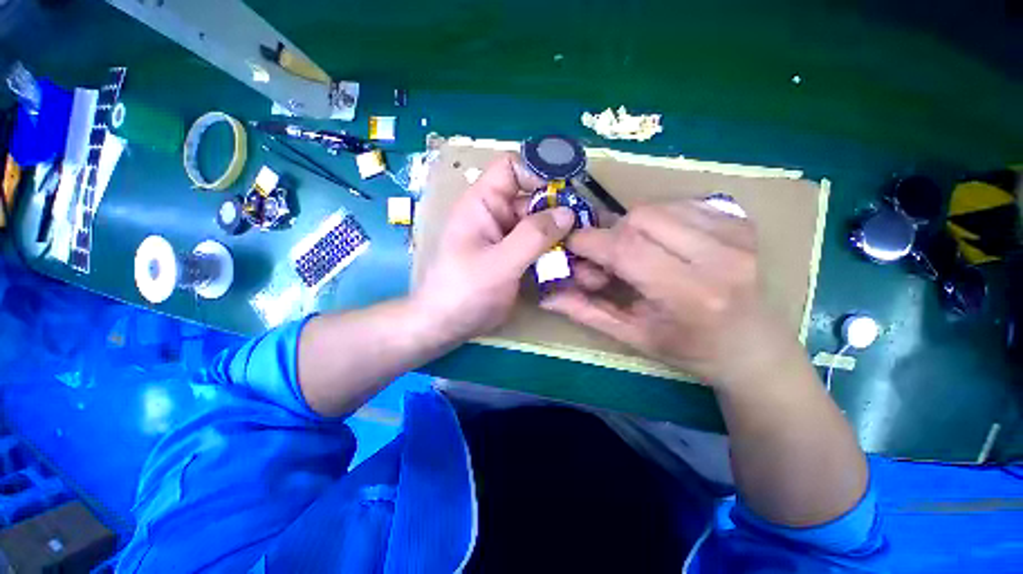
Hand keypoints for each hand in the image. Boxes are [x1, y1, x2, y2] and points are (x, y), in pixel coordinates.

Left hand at [414, 153, 575, 342]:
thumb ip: (533, 236)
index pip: (512, 168)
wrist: (447, 325)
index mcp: (484, 204)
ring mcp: (507, 238)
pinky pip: (539, 245)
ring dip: (560, 232)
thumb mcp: (499, 263)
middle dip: (559, 208)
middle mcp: (497, 215)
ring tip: (584, 245)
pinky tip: (571, 261)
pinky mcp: (514, 257)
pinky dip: (554, 250)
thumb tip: (568, 212)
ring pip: (540, 224)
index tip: (567, 190)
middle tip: (588, 224)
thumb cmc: (464, 291)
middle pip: (533, 197)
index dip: (538, 171)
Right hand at [542, 200, 792, 388]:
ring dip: (632, 226)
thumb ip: (587, 311)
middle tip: (607, 258)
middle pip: (639, 218)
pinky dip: (657, 219)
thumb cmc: (690, 349)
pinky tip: (661, 243)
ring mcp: (736, 234)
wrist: (754, 347)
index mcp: (689, 294)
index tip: (571, 247)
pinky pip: (679, 204)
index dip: (589, 242)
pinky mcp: (741, 221)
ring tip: (635, 253)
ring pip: (656, 207)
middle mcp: (719, 257)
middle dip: (610, 235)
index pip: (626, 249)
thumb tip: (546, 295)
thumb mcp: (632, 337)